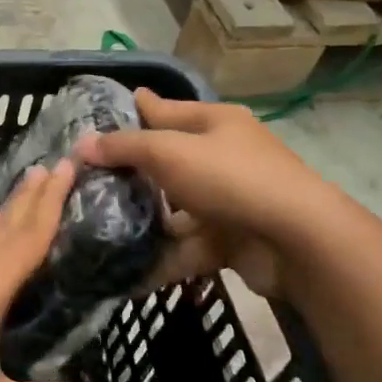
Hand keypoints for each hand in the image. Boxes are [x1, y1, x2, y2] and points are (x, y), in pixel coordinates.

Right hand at [75, 89, 340, 299]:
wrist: (298, 241)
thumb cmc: (231, 179)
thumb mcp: (170, 153)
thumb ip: (125, 147)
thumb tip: (83, 145)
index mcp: (215, 123)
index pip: (165, 110)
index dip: (136, 110)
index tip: (103, 113)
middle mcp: (224, 156)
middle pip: (168, 161)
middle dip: (133, 172)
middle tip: (88, 180)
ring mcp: (230, 200)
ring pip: (177, 207)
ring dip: (146, 220)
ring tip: (100, 228)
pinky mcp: (232, 239)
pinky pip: (189, 246)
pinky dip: (164, 258)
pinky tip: (129, 272)